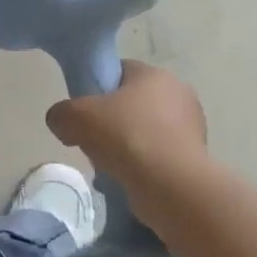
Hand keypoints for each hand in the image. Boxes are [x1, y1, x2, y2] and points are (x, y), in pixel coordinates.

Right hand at [46, 61, 207, 190]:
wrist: (171, 185)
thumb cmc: (126, 137)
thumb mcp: (76, 118)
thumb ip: (61, 114)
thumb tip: (61, 122)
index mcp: (155, 74)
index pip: (120, 71)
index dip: (96, 88)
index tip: (83, 112)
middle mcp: (179, 93)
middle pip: (132, 102)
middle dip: (111, 121)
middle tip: (92, 140)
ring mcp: (192, 126)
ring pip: (145, 130)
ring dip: (126, 145)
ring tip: (109, 166)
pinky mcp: (196, 156)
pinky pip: (158, 154)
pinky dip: (143, 165)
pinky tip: (128, 180)